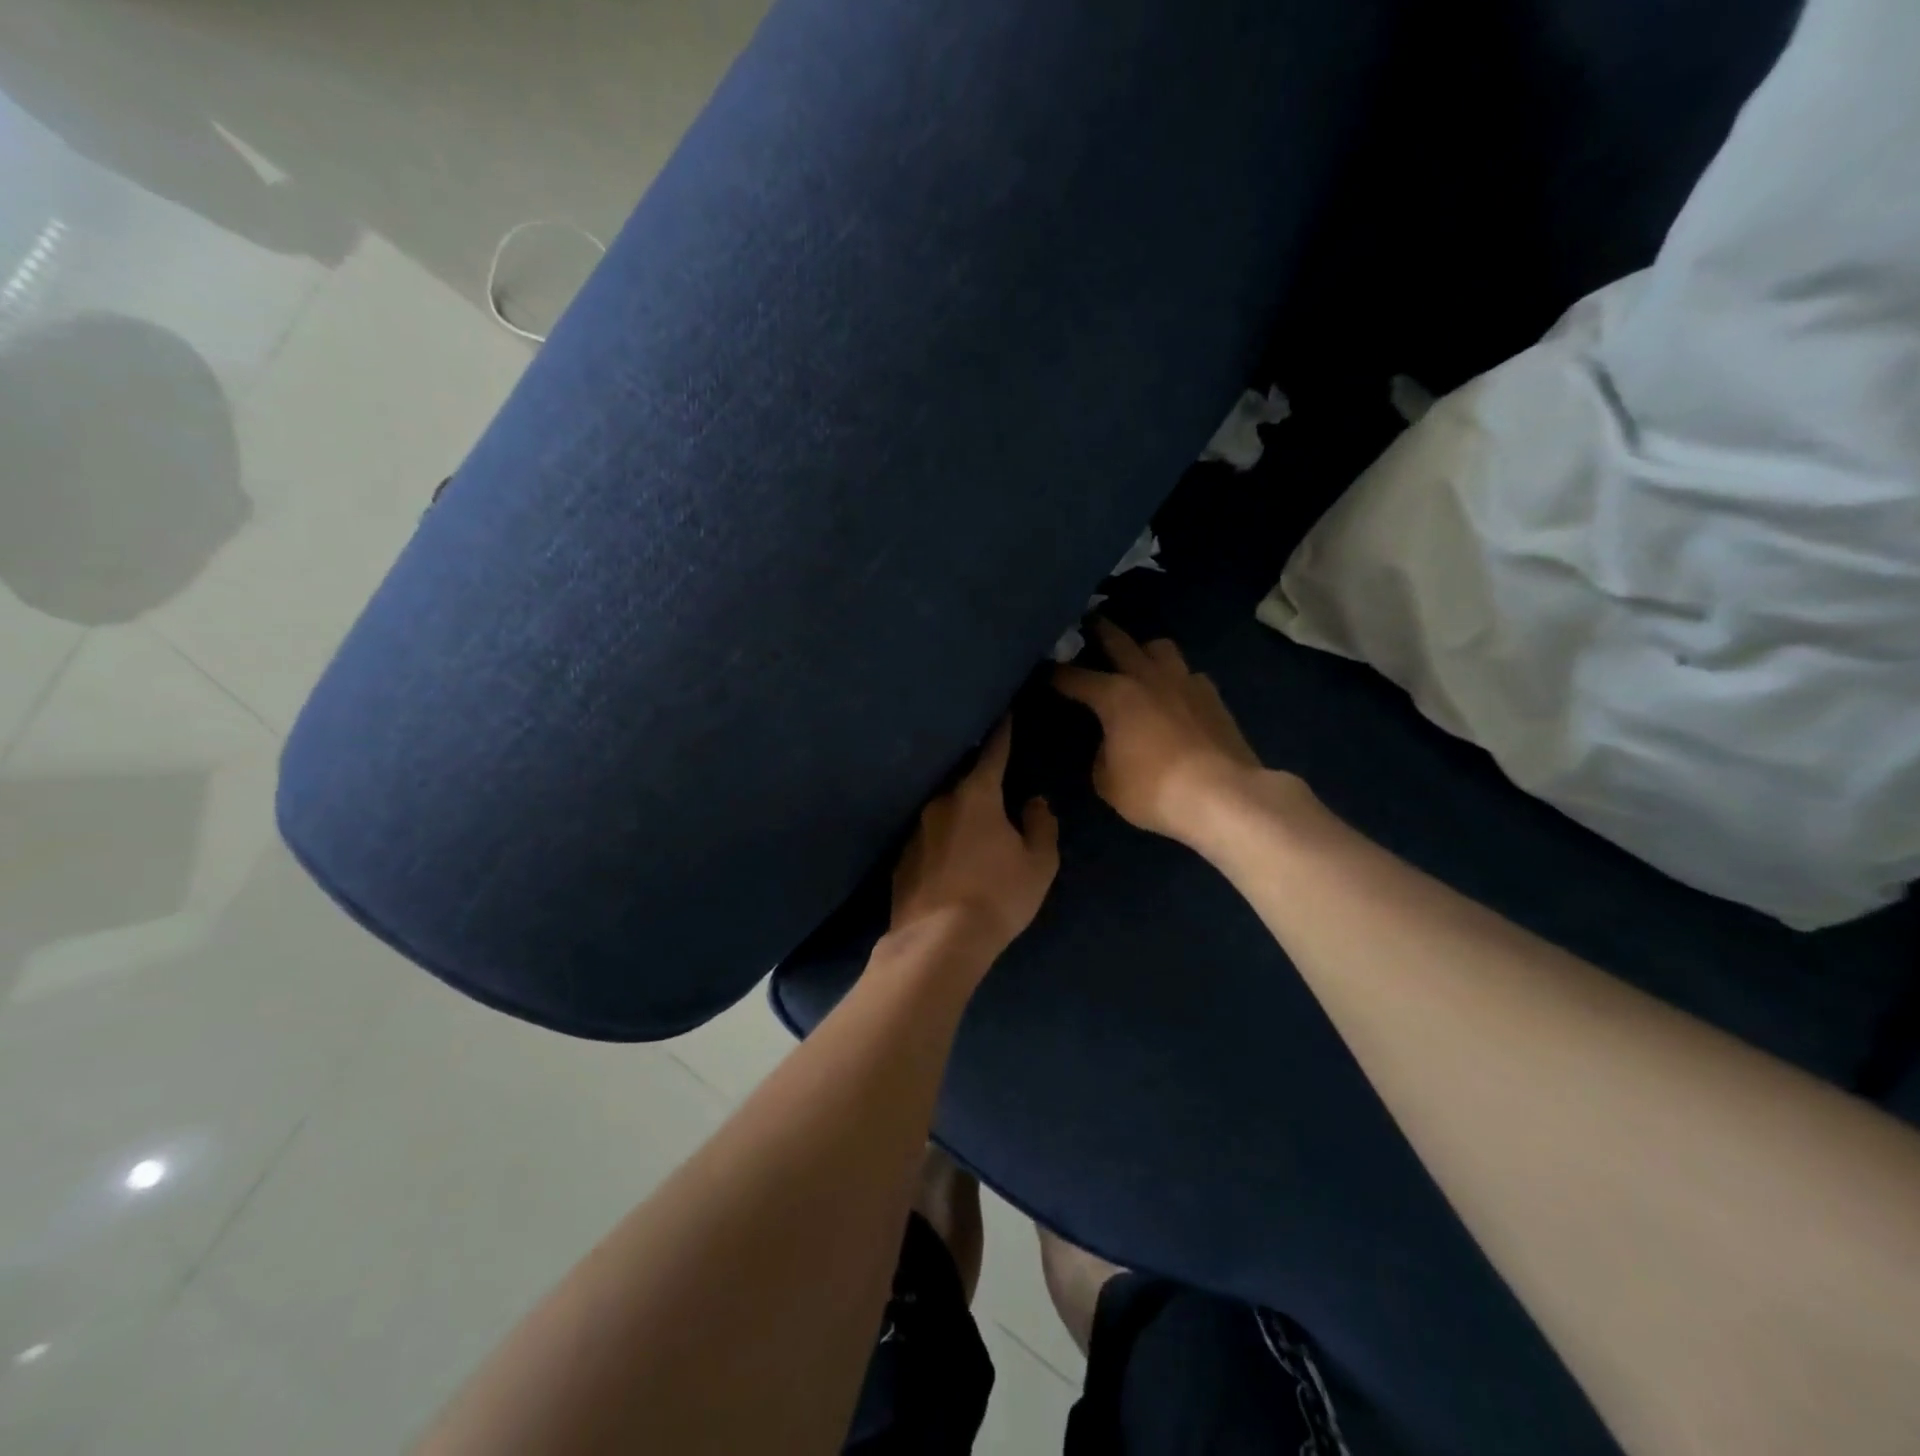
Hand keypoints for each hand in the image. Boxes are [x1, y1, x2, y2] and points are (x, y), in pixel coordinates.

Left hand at [889, 719, 1059, 957]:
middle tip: (994, 782)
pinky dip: (941, 841)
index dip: (1002, 733)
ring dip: (958, 814)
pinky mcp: (900, 860)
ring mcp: (914, 831)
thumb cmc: (997, 896)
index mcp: (976, 795)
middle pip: (964, 782)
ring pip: (943, 811)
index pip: (993, 753)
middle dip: (979, 780)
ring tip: (973, 828)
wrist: (937, 942)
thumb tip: (1033, 802)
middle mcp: (939, 803)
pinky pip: (928, 839)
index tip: (1004, 713)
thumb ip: (1040, 825)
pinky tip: (949, 860)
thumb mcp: (1038, 864)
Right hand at [1053, 620, 1266, 844]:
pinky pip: (1189, 675)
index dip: (1054, 674)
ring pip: (1160, 647)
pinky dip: (1176, 679)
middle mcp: (1148, 677)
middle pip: (1118, 640)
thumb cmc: (1154, 790)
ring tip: (1137, 660)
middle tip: (1087, 623)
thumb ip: (1101, 754)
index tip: (1042, 670)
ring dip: (1143, 649)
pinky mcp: (1213, 697)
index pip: (1074, 677)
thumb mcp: (1108, 781)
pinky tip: (1175, 695)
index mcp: (1115, 695)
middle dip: (1098, 630)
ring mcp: (1185, 682)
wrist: (1223, 796)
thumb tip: (1108, 743)